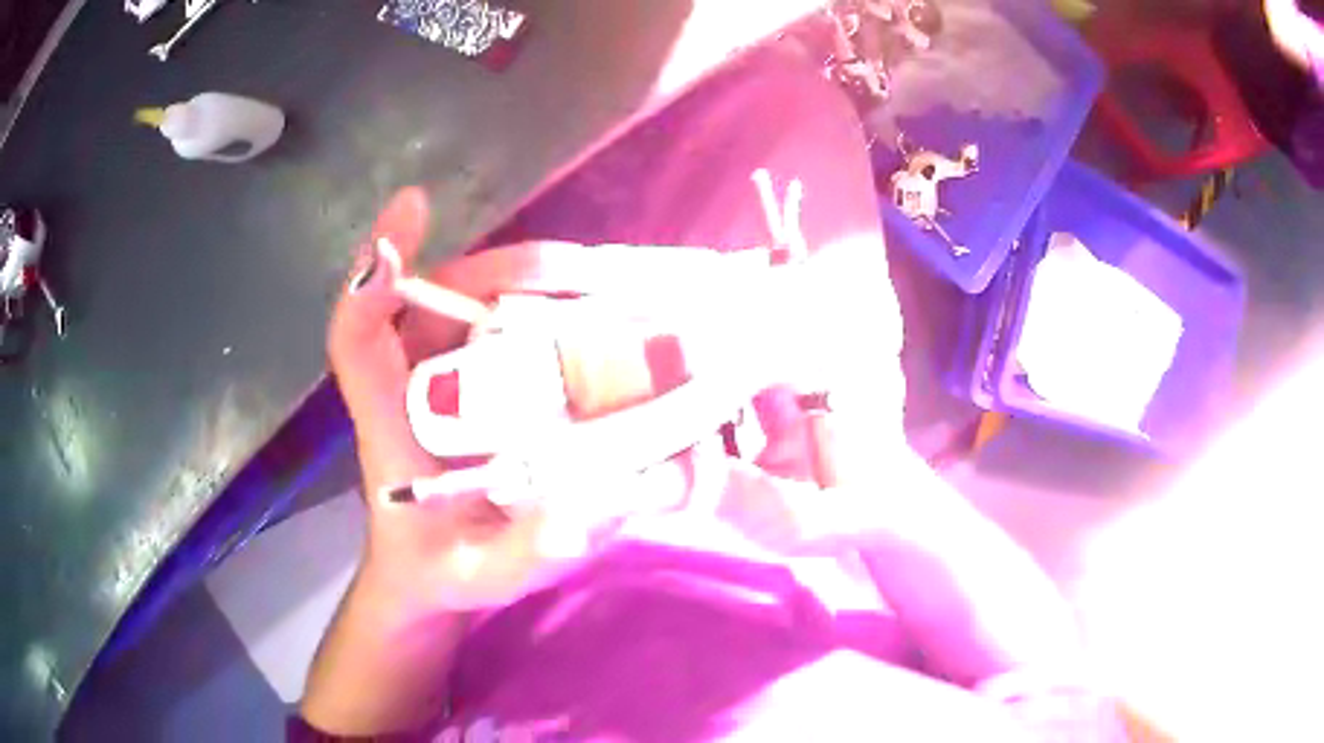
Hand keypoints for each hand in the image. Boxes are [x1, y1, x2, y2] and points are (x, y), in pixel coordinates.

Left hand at [329, 197, 705, 612]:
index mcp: (389, 423)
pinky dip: (551, 313)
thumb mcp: (481, 576)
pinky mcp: (470, 383)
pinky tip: (604, 320)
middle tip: (584, 272)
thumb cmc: (442, 571)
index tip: (413, 208)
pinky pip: (505, 329)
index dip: (375, 273)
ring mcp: (441, 377)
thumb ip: (524, 556)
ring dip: (537, 285)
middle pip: (440, 299)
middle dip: (506, 272)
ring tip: (610, 288)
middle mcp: (410, 383)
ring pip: (476, 305)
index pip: (358, 336)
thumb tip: (584, 515)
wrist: (434, 575)